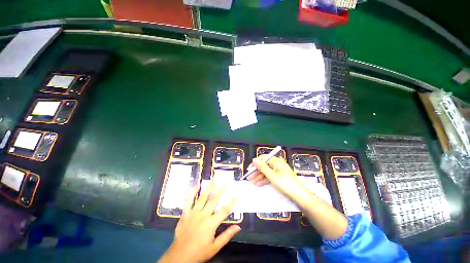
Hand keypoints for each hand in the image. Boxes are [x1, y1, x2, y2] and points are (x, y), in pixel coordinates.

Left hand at [158, 183, 240, 262]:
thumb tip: (238, 227)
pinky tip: (196, 185)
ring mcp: (193, 213)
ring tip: (214, 181)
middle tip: (226, 182)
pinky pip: (189, 201)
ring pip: (203, 197)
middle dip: (221, 190)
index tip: (238, 195)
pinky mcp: (185, 213)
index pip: (225, 210)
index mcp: (211, 223)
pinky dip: (192, 192)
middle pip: (214, 200)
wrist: (179, 256)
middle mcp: (203, 215)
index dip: (232, 202)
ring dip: (209, 188)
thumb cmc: (199, 252)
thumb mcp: (215, 247)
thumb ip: (227, 235)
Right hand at [247, 155, 299, 191]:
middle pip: (264, 165)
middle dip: (256, 172)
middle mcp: (277, 164)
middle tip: (249, 178)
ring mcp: (278, 170)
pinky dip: (264, 179)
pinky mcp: (280, 177)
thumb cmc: (285, 183)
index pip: (263, 158)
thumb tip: (254, 159)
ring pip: (266, 172)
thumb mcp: (271, 175)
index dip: (255, 163)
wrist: (299, 195)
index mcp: (276, 161)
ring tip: (252, 182)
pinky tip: (259, 184)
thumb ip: (262, 167)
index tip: (249, 169)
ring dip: (259, 176)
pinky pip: (270, 176)